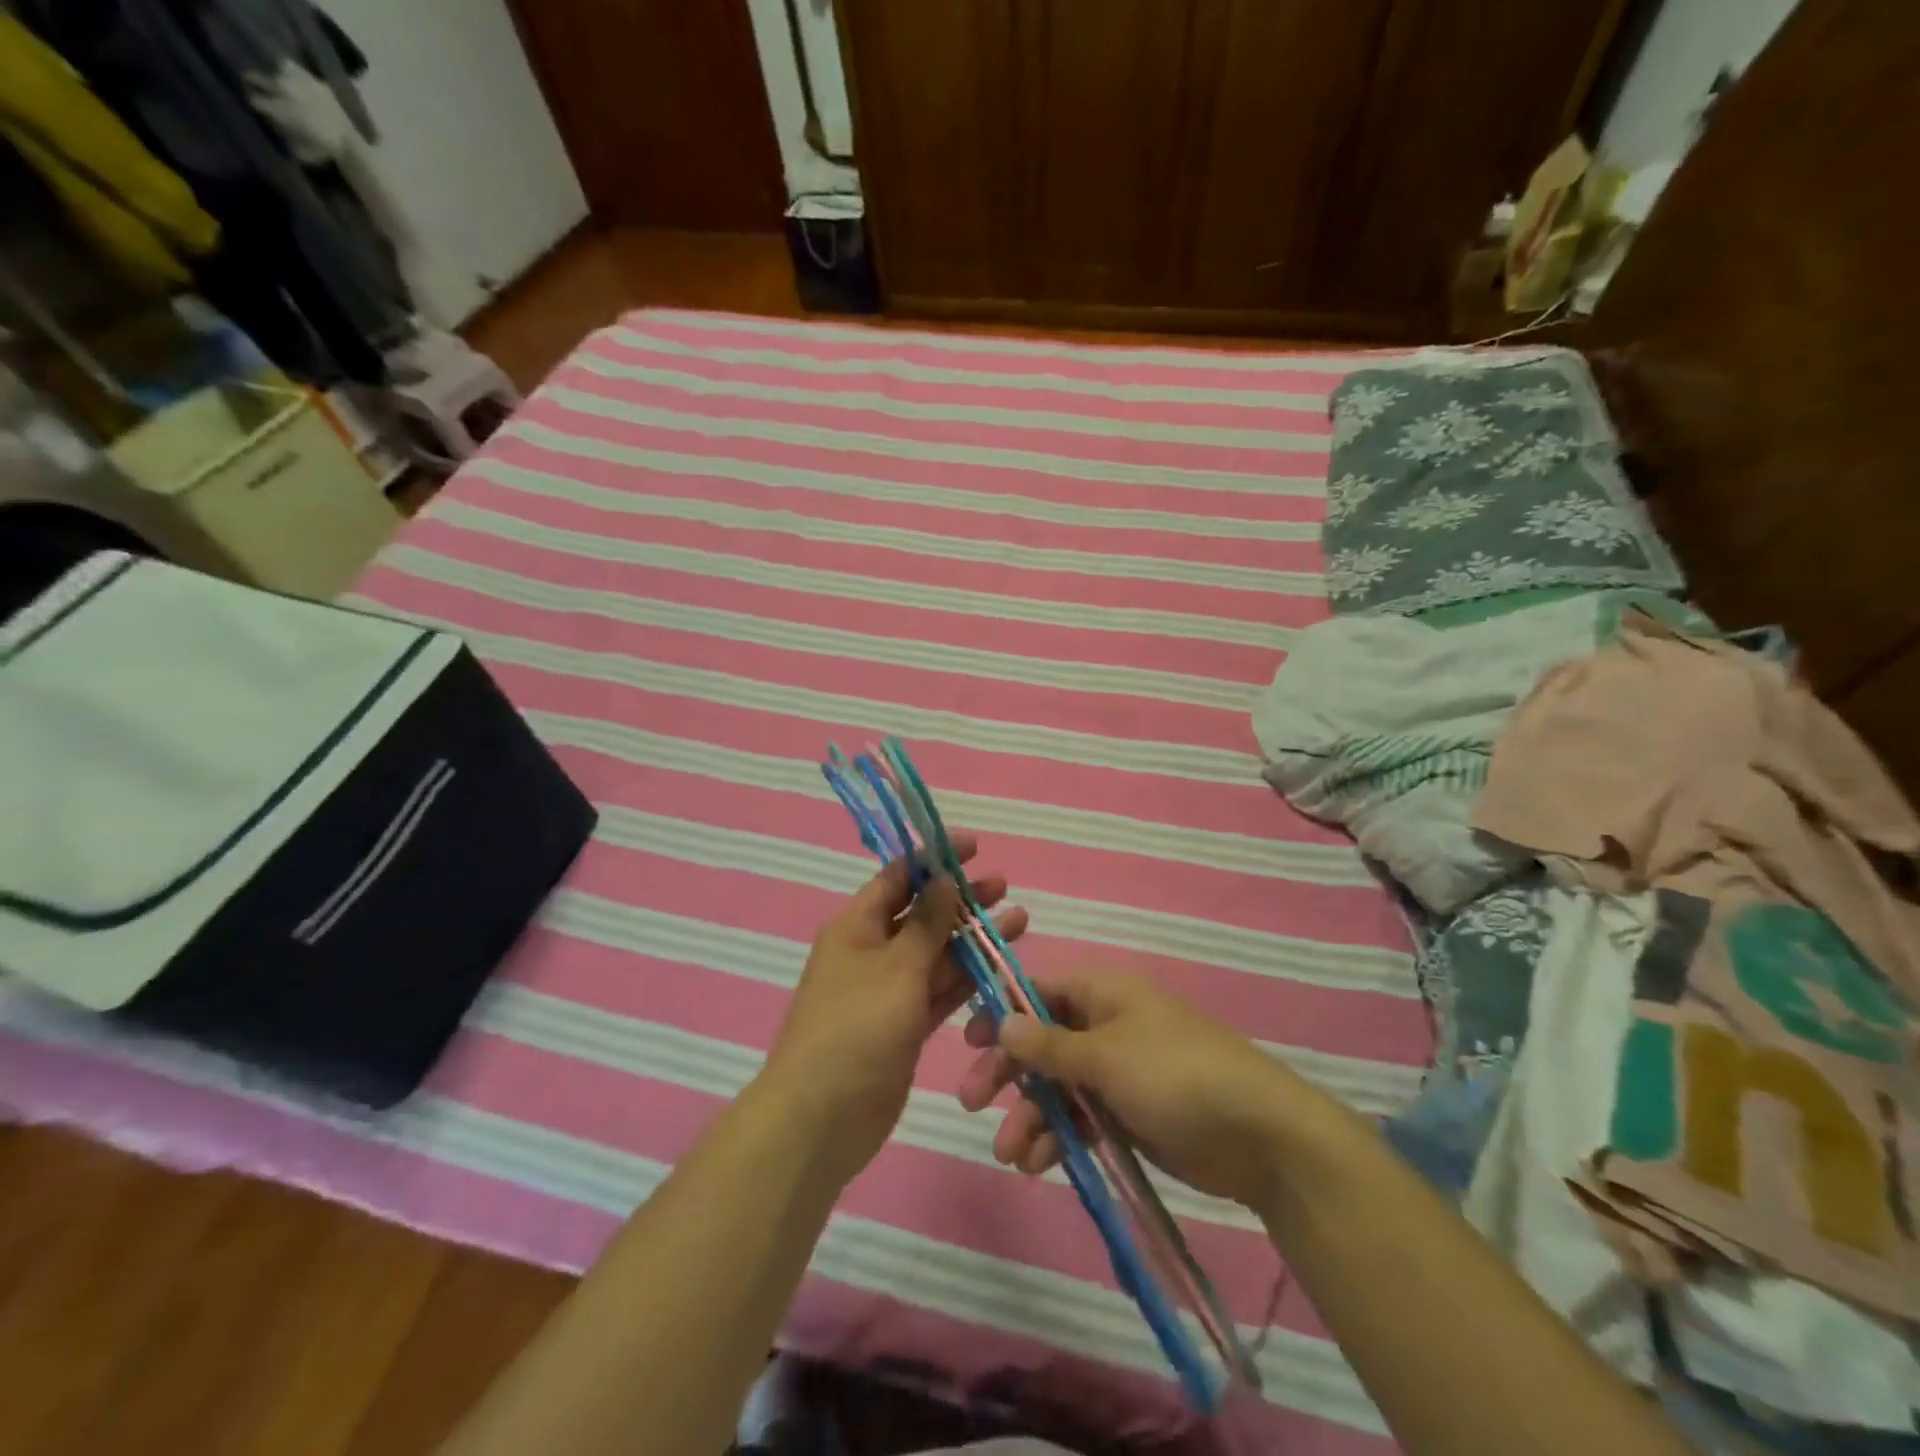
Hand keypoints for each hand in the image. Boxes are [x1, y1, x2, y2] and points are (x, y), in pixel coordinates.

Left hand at [762, 833, 1028, 1180]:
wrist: (821, 1120)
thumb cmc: (855, 1030)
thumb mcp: (896, 969)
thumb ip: (926, 924)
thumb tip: (943, 878)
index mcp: (857, 926)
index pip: (899, 877)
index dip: (934, 859)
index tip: (974, 846)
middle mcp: (872, 951)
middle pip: (922, 913)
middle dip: (961, 898)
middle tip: (1004, 886)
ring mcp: (889, 990)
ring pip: (937, 953)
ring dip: (973, 938)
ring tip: (1020, 920)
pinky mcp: (905, 1024)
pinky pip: (941, 991)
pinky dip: (968, 978)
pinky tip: (1001, 965)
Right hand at [958, 972, 1332, 1209]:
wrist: (1259, 1135)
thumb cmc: (1175, 1075)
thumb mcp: (1105, 1056)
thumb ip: (1049, 1045)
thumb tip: (1002, 1022)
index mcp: (1105, 994)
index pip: (1040, 992)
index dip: (1002, 1012)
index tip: (967, 1040)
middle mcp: (1107, 1026)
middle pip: (1043, 1042)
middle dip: (1008, 1072)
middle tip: (971, 1101)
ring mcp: (1120, 1072)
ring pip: (1059, 1086)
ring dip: (1030, 1115)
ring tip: (1011, 1155)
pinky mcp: (1131, 1114)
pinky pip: (1082, 1118)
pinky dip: (1060, 1136)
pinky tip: (1039, 1164)